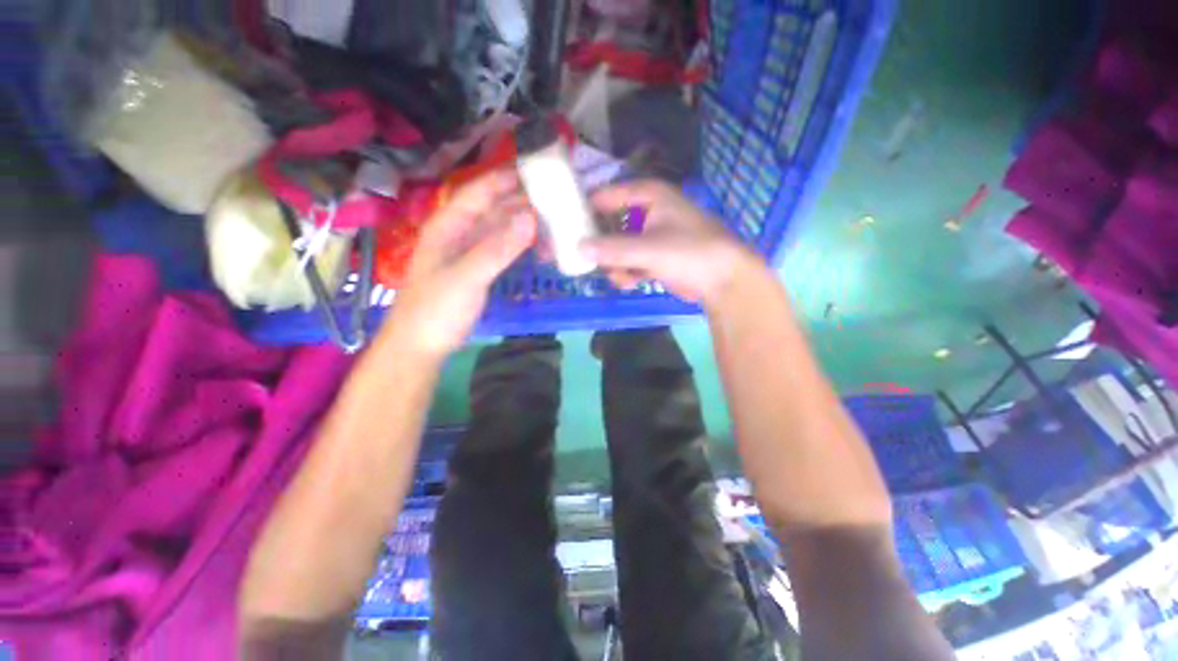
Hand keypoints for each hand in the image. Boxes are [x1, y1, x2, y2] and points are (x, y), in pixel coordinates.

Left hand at [381, 170, 535, 358]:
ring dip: (521, 222)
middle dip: (518, 200)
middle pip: (491, 209)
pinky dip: (519, 244)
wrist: (421, 345)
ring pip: (498, 229)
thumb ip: (497, 249)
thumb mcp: (466, 277)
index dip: (504, 179)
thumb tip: (531, 219)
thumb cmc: (436, 309)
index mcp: (447, 226)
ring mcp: (469, 253)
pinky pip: (501, 249)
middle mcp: (458, 233)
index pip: (478, 193)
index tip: (534, 171)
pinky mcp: (478, 271)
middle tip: (552, 195)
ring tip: (551, 216)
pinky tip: (536, 243)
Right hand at [581, 181, 762, 305]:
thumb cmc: (691, 253)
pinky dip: (626, 272)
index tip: (567, 228)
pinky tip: (630, 282)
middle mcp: (648, 211)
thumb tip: (578, 248)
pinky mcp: (655, 256)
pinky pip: (629, 260)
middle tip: (589, 261)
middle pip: (610, 224)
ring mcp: (651, 234)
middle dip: (601, 246)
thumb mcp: (649, 249)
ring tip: (621, 278)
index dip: (586, 210)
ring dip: (615, 264)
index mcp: (649, 195)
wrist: (724, 280)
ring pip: (618, 246)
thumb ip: (613, 249)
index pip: (606, 196)